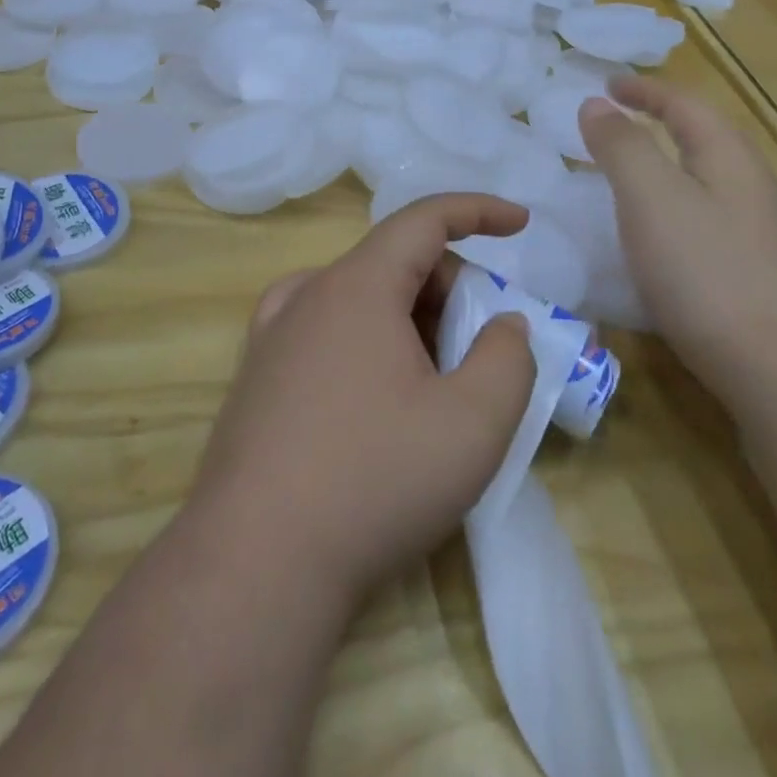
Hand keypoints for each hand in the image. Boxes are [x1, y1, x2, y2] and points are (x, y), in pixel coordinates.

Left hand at [186, 194, 537, 605]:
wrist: (255, 564)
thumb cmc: (375, 481)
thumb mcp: (473, 424)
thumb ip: (508, 358)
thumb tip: (503, 325)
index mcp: (358, 285)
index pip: (424, 219)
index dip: (478, 211)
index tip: (520, 224)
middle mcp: (308, 293)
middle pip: (394, 261)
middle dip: (451, 287)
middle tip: (482, 346)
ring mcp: (273, 334)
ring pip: (359, 296)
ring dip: (410, 317)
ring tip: (435, 380)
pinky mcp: (256, 374)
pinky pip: (325, 327)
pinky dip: (366, 337)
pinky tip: (375, 388)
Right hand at [577, 77, 776, 397]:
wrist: (776, 364)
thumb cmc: (704, 268)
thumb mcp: (650, 196)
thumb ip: (621, 145)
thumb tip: (595, 104)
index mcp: (726, 155)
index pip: (683, 103)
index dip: (642, 90)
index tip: (605, 85)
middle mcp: (745, 183)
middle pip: (698, 135)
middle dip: (654, 121)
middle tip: (609, 123)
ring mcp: (751, 228)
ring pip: (698, 177)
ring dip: (659, 163)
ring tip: (619, 172)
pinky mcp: (745, 267)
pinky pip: (697, 213)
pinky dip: (665, 203)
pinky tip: (648, 232)